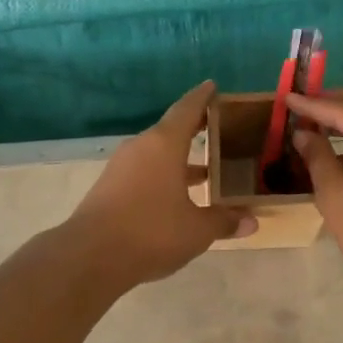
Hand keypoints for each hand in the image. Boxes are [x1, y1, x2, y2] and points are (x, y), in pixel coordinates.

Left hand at [66, 81, 255, 286]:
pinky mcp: (110, 188)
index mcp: (164, 145)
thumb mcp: (196, 230)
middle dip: (195, 130)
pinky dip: (164, 176)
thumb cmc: (151, 232)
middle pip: (171, 131)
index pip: (187, 110)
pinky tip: (178, 196)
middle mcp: (141, 148)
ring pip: (157, 154)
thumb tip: (251, 220)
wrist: (90, 256)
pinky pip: (144, 172)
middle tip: (219, 130)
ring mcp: (121, 168)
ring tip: (206, 170)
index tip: (213, 86)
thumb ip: (224, 221)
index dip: (202, 98)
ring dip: (180, 159)